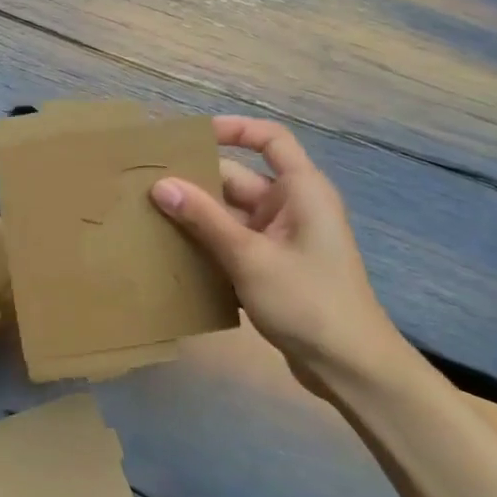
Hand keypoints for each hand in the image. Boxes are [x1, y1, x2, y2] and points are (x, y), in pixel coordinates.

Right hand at [151, 116, 402, 391]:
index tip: (189, 137)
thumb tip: (161, 185)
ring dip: (197, 218)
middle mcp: (292, 207)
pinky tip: (172, 255)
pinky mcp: (272, 268)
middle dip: (197, 183)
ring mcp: (282, 239)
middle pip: (238, 180)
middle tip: (146, 186)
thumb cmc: (307, 301)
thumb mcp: (250, 257)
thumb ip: (204, 219)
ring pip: (231, 216)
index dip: (234, 129)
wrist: (349, 367)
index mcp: (301, 190)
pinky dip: (207, 245)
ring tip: (148, 219)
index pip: (270, 139)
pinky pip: (233, 244)